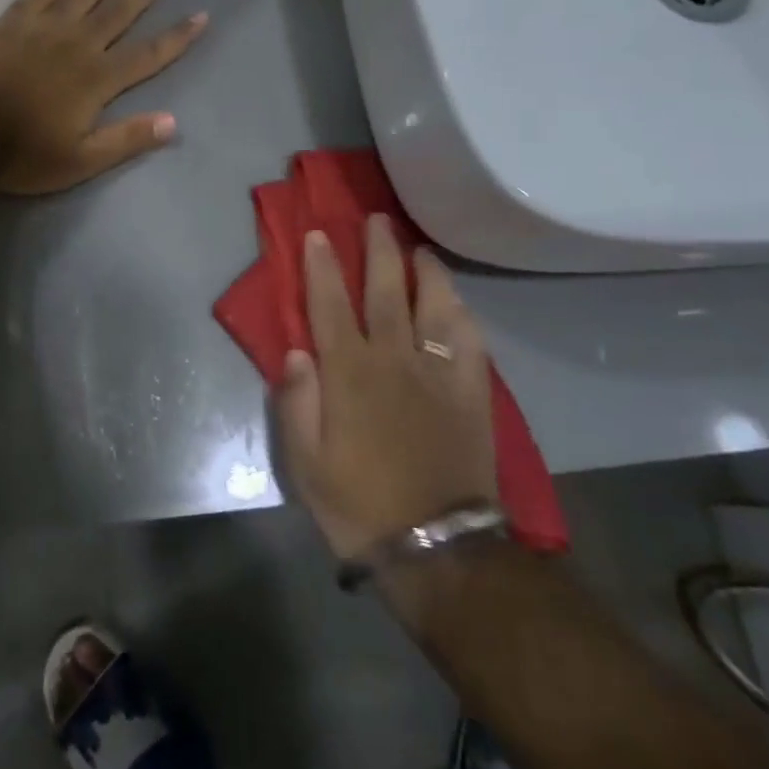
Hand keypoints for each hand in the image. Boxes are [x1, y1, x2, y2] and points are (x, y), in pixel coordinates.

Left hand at [0, 0, 208, 194]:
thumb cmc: (24, 154)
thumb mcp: (81, 161)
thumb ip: (127, 139)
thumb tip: (173, 122)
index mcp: (98, 79)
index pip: (149, 54)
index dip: (177, 36)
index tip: (200, 15)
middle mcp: (77, 45)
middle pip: (118, 12)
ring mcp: (42, 30)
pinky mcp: (11, 25)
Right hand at [273, 217, 497, 559]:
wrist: (437, 549)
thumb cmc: (358, 504)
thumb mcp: (306, 463)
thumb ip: (297, 402)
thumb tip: (297, 351)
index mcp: (349, 374)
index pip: (331, 305)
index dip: (322, 266)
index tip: (318, 234)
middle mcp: (393, 361)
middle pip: (386, 291)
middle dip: (379, 250)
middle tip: (377, 219)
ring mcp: (438, 375)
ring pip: (435, 307)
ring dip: (426, 272)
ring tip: (420, 250)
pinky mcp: (471, 395)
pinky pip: (470, 344)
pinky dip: (462, 316)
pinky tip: (457, 304)